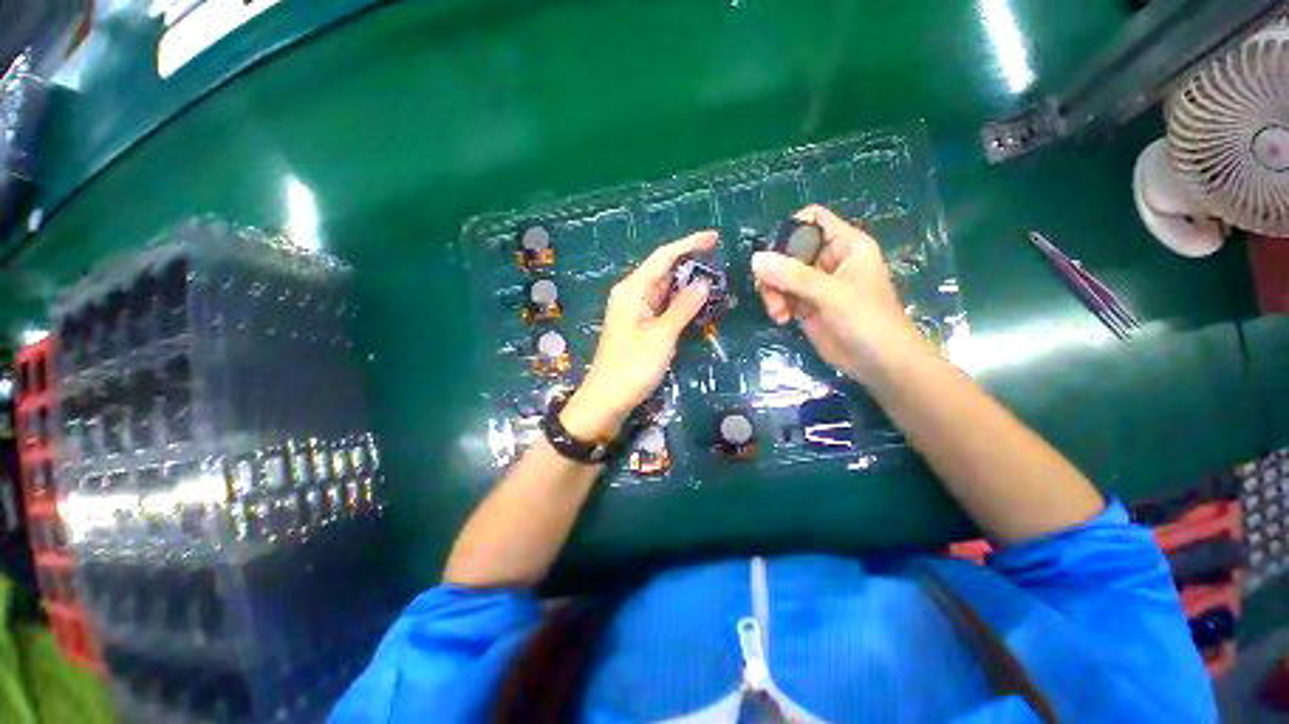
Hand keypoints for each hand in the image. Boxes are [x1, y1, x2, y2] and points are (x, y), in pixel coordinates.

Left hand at [561, 231, 715, 440]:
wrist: (606, 400)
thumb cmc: (632, 367)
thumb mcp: (661, 337)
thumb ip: (683, 308)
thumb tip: (704, 283)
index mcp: (632, 290)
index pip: (663, 257)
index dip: (689, 244)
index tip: (715, 237)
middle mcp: (632, 295)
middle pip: (664, 271)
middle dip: (691, 265)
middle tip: (722, 264)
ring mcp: (635, 311)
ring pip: (665, 290)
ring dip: (687, 286)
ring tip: (717, 282)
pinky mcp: (639, 326)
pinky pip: (662, 307)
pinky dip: (680, 304)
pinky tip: (698, 305)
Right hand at [752, 205, 927, 382]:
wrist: (879, 363)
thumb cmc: (867, 320)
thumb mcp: (831, 294)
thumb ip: (793, 276)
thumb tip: (755, 259)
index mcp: (845, 245)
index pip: (812, 220)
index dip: (790, 230)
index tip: (773, 254)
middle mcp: (828, 260)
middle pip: (788, 250)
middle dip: (775, 270)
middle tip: (771, 291)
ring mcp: (815, 284)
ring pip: (780, 274)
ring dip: (773, 292)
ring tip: (778, 313)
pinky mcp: (805, 305)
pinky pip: (781, 295)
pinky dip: (776, 305)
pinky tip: (782, 319)